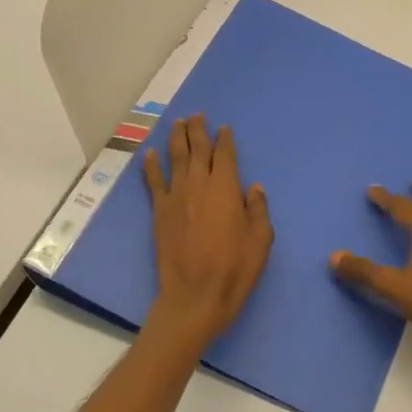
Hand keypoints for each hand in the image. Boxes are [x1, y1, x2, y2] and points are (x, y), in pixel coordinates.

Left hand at [142, 114, 273, 351]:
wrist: (195, 296)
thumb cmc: (235, 269)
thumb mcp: (261, 240)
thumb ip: (258, 209)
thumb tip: (254, 187)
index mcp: (226, 188)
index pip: (225, 155)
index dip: (225, 140)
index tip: (224, 128)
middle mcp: (199, 185)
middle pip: (198, 149)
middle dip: (198, 130)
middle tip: (198, 115)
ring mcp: (176, 197)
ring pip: (175, 159)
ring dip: (176, 138)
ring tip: (178, 123)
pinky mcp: (159, 212)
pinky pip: (154, 182)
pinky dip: (151, 166)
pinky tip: (149, 154)